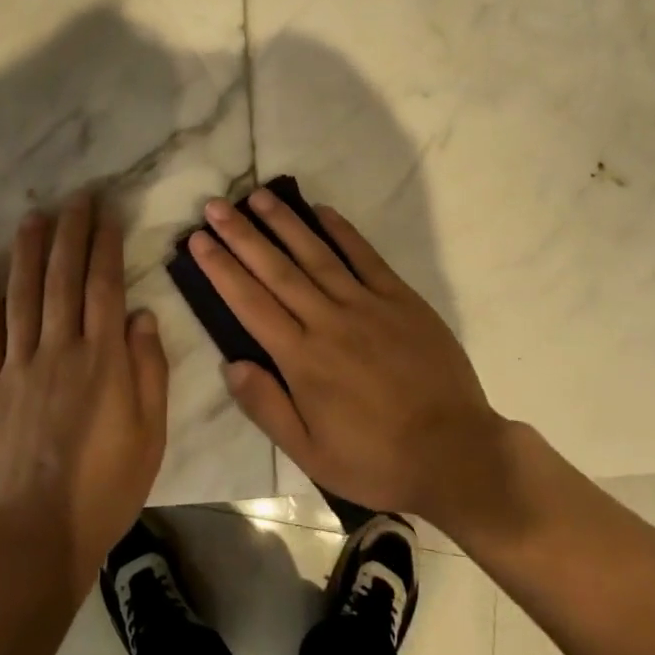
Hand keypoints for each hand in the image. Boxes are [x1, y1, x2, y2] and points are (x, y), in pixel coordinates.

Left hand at [0, 191, 169, 584]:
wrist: (38, 536)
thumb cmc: (106, 486)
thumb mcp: (150, 432)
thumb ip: (149, 369)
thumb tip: (140, 314)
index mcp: (102, 358)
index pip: (104, 285)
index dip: (105, 245)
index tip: (106, 213)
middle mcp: (59, 349)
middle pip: (63, 278)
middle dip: (70, 233)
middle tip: (74, 198)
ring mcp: (19, 366)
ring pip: (23, 295)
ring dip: (28, 252)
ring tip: (33, 217)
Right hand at [189, 189, 512, 535]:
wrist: (455, 453)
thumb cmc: (376, 459)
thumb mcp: (311, 454)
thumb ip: (267, 407)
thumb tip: (230, 364)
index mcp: (302, 359)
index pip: (250, 303)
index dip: (221, 269)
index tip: (199, 240)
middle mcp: (328, 321)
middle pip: (276, 270)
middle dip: (242, 235)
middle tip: (216, 205)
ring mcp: (366, 305)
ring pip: (316, 254)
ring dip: (285, 223)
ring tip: (258, 196)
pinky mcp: (400, 299)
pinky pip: (366, 257)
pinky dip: (343, 231)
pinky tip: (322, 210)